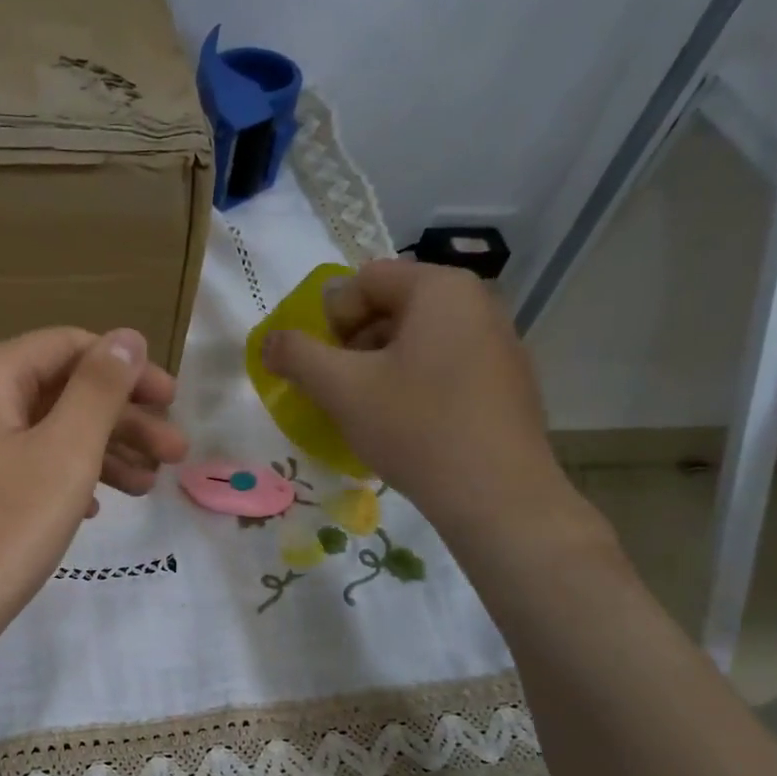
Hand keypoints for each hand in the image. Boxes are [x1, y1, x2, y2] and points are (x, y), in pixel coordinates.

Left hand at [0, 326, 187, 661]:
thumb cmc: (1, 531)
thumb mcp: (65, 453)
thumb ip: (100, 389)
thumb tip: (126, 337)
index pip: (69, 346)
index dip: (128, 369)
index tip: (173, 402)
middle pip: (60, 391)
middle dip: (123, 420)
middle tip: (175, 455)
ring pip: (46, 433)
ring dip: (102, 453)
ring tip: (148, 487)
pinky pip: (25, 467)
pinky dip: (66, 478)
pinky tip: (98, 506)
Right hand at [259, 260, 583, 546]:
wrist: (496, 495)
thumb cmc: (415, 427)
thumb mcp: (341, 389)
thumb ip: (296, 355)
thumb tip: (270, 341)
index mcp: (440, 289)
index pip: (364, 280)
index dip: (332, 321)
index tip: (329, 368)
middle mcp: (477, 302)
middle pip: (391, 308)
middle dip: (354, 346)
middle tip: (345, 392)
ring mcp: (498, 342)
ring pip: (416, 341)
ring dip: (380, 369)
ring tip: (373, 414)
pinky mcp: (506, 382)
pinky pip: (443, 367)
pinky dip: (415, 387)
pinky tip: (409, 427)